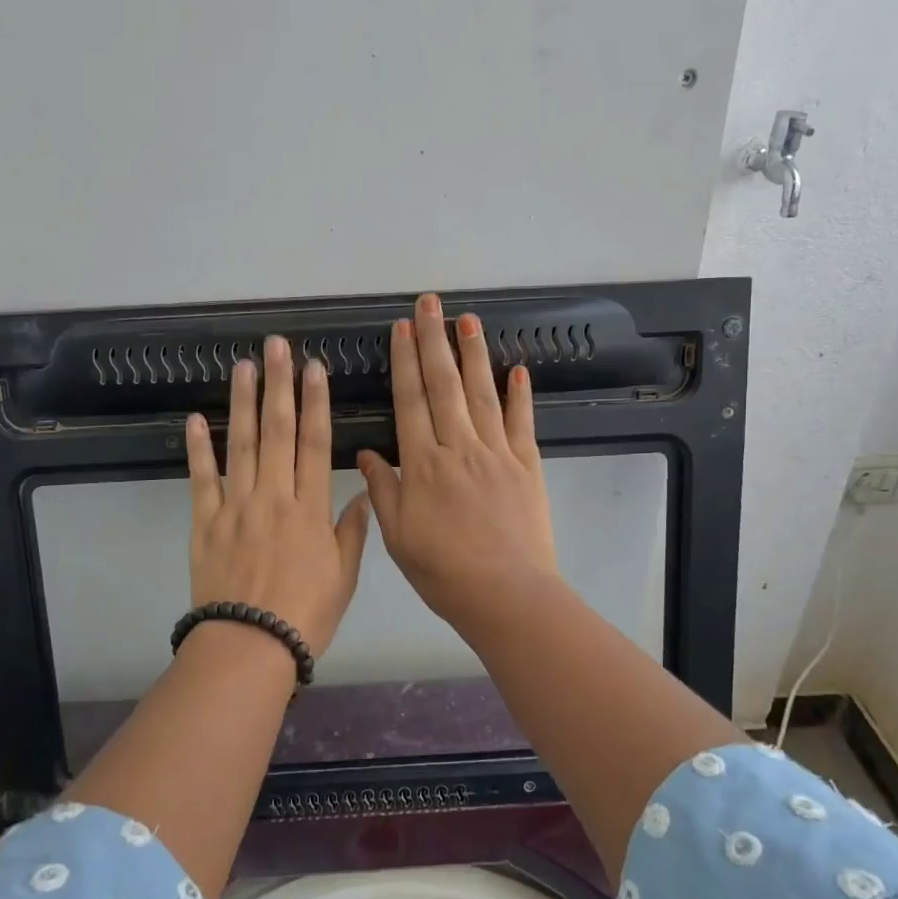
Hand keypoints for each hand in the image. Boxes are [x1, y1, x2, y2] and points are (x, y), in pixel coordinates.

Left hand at [185, 336, 371, 655]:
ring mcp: (236, 506)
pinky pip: (201, 479)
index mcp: (310, 508)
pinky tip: (195, 419)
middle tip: (277, 347)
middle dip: (279, 385)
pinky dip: (197, 448)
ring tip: (243, 366)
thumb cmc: (306, 614)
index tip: (314, 369)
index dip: (316, 402)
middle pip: (278, 432)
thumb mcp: (343, 576)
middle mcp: (274, 496)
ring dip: (242, 403)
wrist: (250, 645)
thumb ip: (351, 532)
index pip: (316, 443)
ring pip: (240, 444)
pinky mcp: (205, 522)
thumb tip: (363, 495)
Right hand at [357, 294, 558, 630]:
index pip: (411, 400)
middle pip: (444, 385)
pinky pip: (522, 423)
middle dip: (435, 340)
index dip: (405, 361)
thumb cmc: (443, 571)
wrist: (506, 595)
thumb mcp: (398, 536)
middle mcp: (459, 447)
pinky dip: (520, 395)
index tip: (402, 328)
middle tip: (431, 303)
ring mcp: (497, 453)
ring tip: (468, 319)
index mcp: (423, 463)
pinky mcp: (527, 466)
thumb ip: (384, 490)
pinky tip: (517, 369)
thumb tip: (370, 453)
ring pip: (483, 393)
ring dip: (474, 354)